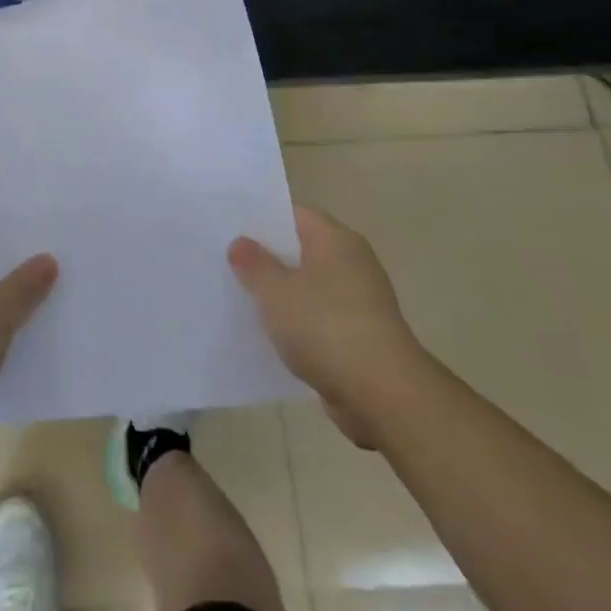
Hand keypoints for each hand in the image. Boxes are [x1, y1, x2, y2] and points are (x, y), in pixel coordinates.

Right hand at [229, 205, 432, 448]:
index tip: (231, 228)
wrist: (383, 396)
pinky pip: (319, 320)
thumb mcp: (276, 291)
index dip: (262, 219)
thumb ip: (254, 264)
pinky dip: (298, 324)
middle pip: (302, 250)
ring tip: (241, 297)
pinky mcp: (361, 338)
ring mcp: (360, 302)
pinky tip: (270, 335)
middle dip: (268, 258)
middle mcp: (352, 264)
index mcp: (336, 240)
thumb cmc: (326, 328)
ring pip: (309, 287)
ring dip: (282, 294)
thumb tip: (241, 242)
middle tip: (227, 261)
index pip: (295, 214)